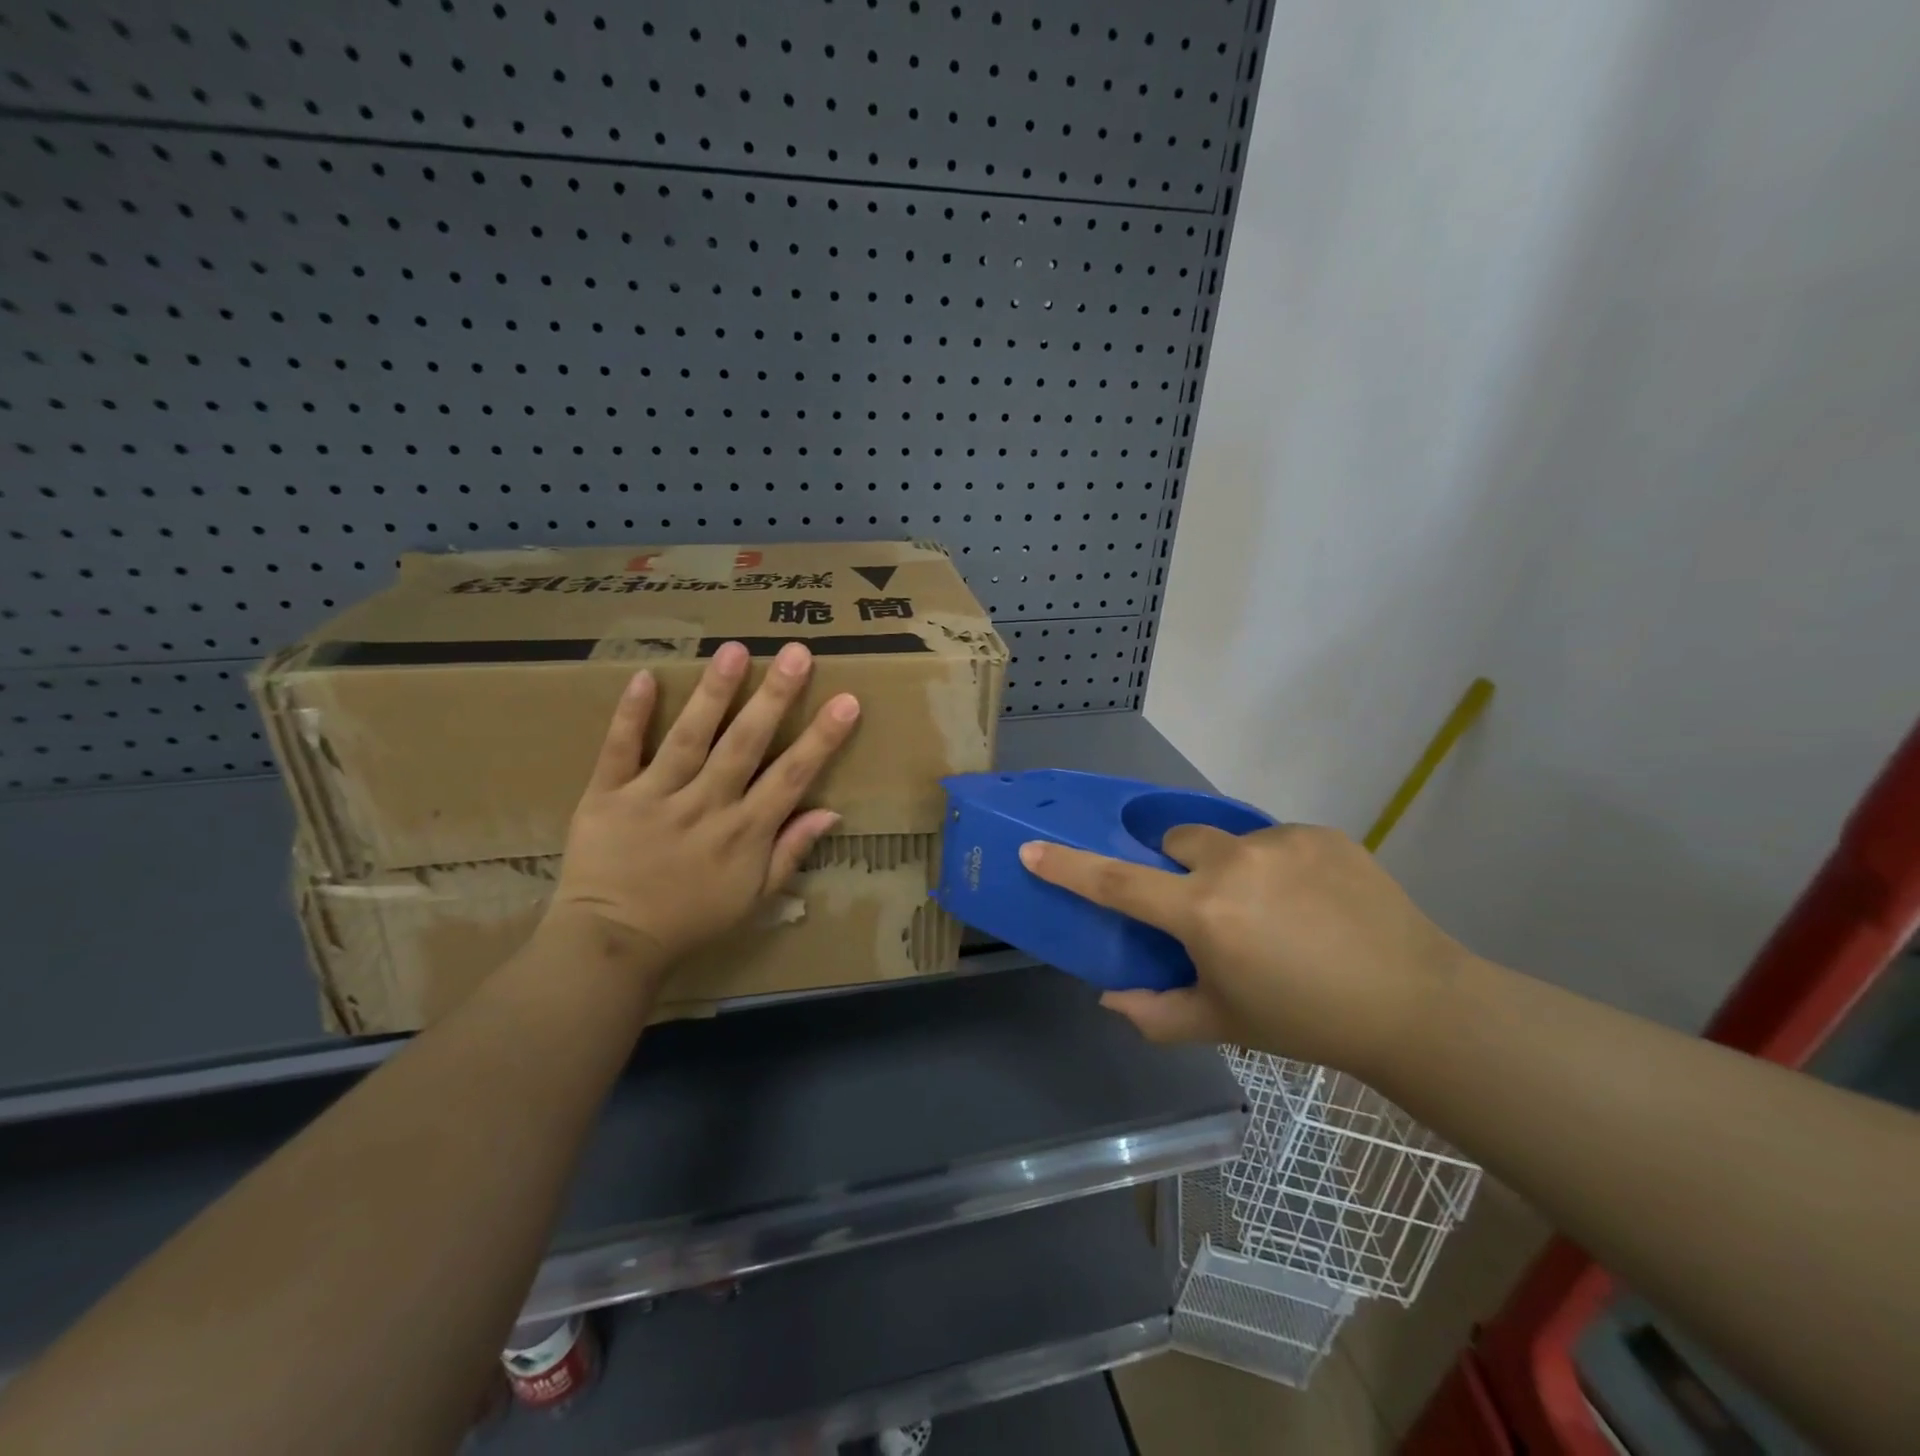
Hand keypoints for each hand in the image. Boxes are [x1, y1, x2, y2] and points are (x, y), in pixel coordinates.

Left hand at [550, 641, 860, 966]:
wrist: (612, 943)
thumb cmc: (692, 920)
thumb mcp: (755, 898)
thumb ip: (791, 852)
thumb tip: (831, 812)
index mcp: (744, 832)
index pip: (791, 776)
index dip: (821, 738)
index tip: (846, 701)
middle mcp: (705, 806)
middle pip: (745, 744)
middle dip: (775, 697)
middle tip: (797, 653)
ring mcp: (654, 798)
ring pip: (689, 738)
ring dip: (714, 694)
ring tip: (735, 650)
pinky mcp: (607, 796)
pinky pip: (619, 750)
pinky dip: (630, 715)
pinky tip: (645, 676)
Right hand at [1019, 824, 1469, 1075]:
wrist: (1414, 1003)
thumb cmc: (1306, 1022)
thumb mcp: (1224, 1025)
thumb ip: (1156, 1013)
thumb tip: (1109, 999)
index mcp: (1202, 914)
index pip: (1116, 884)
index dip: (1068, 866)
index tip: (1033, 848)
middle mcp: (1233, 865)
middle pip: (1175, 842)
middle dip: (1179, 868)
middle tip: (1210, 909)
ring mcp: (1280, 842)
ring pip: (1228, 839)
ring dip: (1232, 867)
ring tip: (1275, 909)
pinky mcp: (1320, 831)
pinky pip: (1276, 840)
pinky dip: (1279, 865)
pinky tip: (1315, 902)